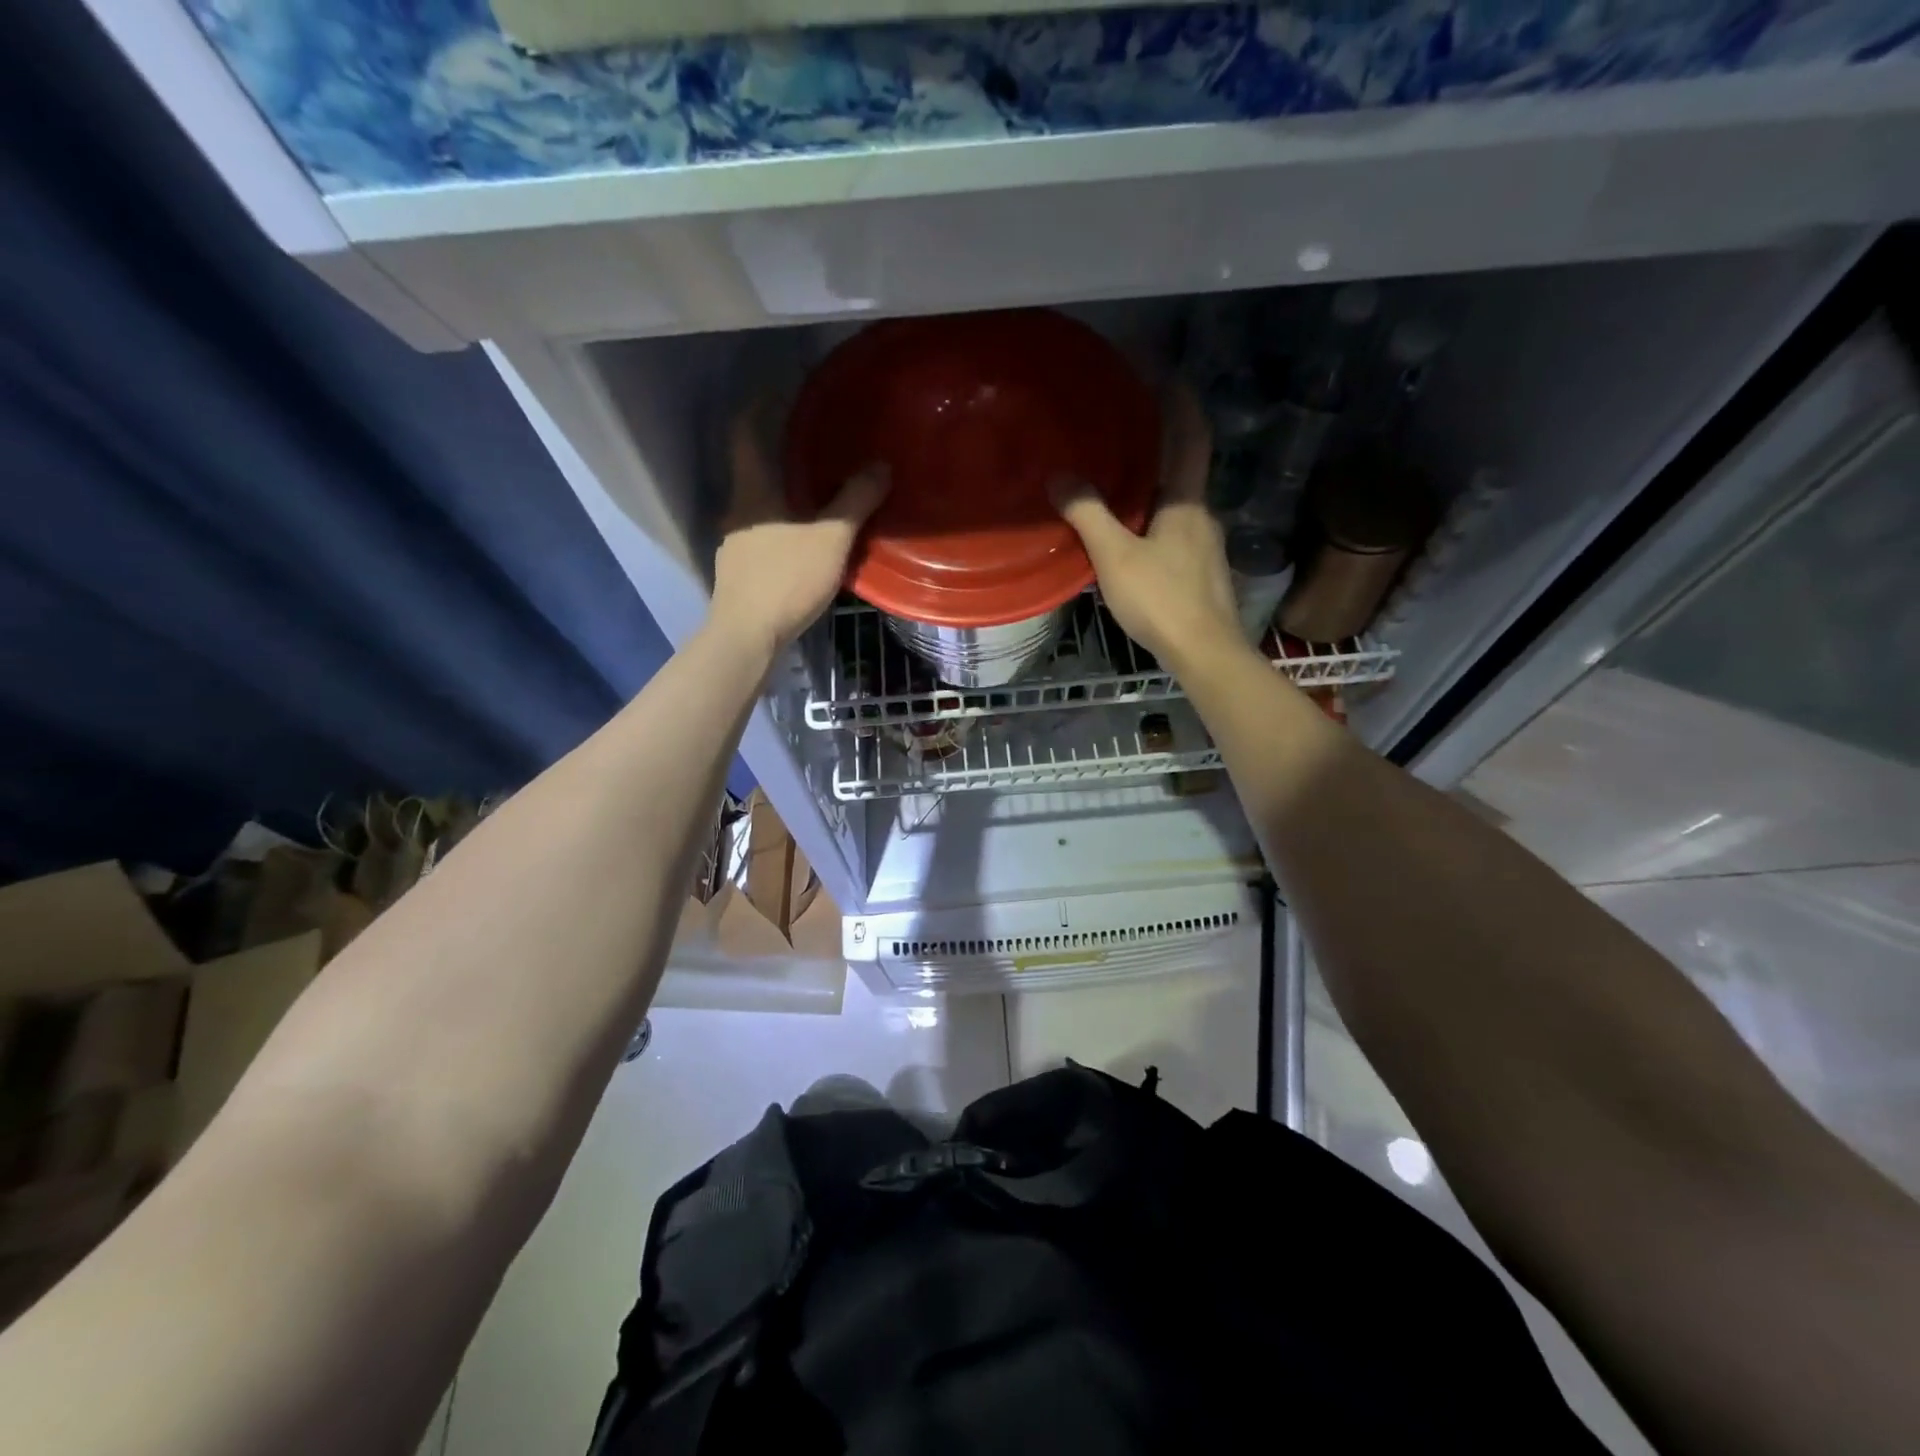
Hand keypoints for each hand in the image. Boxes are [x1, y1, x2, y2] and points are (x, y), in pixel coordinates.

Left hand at [710, 400, 888, 659]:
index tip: (777, 389)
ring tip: (813, 495)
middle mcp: (736, 509)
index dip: (757, 406)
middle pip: (752, 470)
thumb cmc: (786, 579)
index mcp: (753, 491)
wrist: (747, 635)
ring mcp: (733, 543)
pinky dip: (778, 526)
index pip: (745, 433)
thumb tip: (880, 466)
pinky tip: (799, 542)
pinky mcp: (738, 571)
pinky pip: (760, 534)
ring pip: (757, 506)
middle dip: (778, 454)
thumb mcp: (831, 539)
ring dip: (780, 495)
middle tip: (813, 446)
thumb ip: (855, 501)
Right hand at [1050, 383, 1239, 671]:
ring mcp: (1206, 546)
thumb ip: (1088, 515)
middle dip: (1162, 442)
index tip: (1165, 372)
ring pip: (1178, 503)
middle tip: (1126, 426)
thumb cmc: (1162, 599)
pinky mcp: (1201, 573)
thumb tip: (1059, 477)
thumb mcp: (1115, 557)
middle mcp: (1202, 516)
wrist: (1205, 652)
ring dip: (1155, 485)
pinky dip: (1155, 518)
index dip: (1180, 402)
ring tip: (1120, 479)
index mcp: (1186, 502)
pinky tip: (1133, 535)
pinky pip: (1175, 531)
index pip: (1191, 436)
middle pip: (1185, 468)